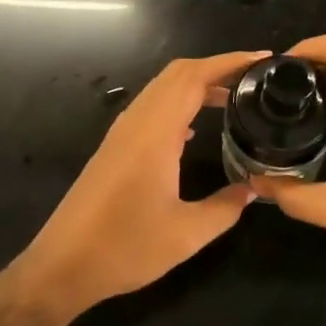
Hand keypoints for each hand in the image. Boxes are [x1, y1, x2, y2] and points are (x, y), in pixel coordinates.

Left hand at [8, 50, 268, 319]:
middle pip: (177, 74)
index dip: (230, 62)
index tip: (263, 60)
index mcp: (155, 134)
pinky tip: (194, 129)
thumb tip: (254, 189)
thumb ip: (226, 207)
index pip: (194, 78)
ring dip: (197, 84)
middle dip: (217, 67)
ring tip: (233, 98)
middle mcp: (136, 123)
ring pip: (162, 89)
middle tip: (254, 78)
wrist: (62, 266)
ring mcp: (122, 133)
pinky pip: (151, 108)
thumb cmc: (124, 248)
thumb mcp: (187, 234)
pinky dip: (179, 103)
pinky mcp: (114, 148)